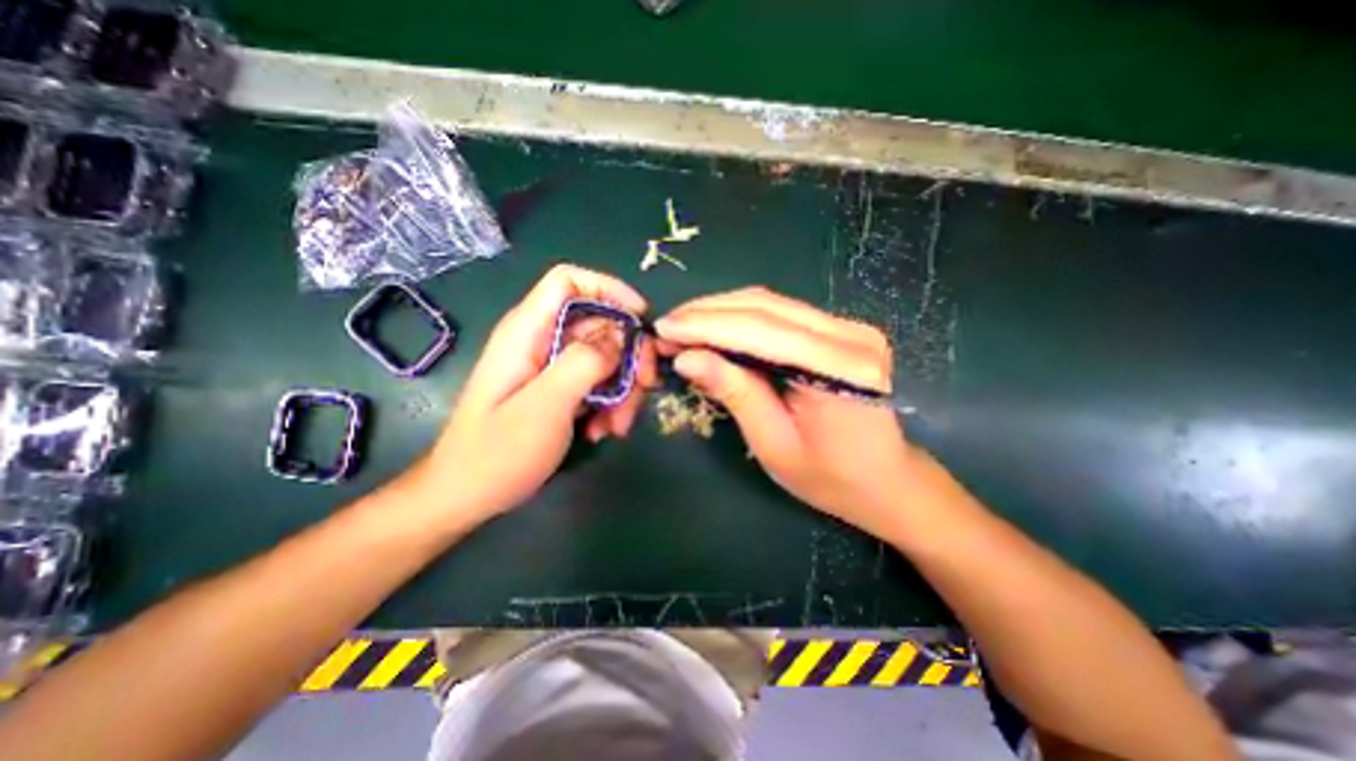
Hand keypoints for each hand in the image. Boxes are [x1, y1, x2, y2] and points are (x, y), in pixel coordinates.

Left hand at [423, 264, 660, 524]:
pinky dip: (610, 403)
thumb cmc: (497, 453)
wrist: (467, 496)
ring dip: (623, 388)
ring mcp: (551, 366)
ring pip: (605, 357)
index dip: (609, 289)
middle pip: (599, 324)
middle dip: (628, 353)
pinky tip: (604, 430)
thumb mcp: (546, 405)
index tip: (641, 318)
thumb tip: (622, 334)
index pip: (569, 281)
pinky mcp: (559, 389)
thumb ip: (585, 362)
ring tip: (618, 425)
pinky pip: (597, 382)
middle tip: (645, 386)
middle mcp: (541, 340)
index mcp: (528, 331)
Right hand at [654, 287, 921, 539]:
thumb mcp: (773, 443)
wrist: (884, 480)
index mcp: (842, 369)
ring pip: (771, 303)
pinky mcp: (840, 329)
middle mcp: (851, 335)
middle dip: (708, 312)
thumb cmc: (830, 478)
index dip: (706, 325)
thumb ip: (735, 392)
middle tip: (668, 325)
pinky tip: (715, 328)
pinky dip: (742, 318)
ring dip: (721, 311)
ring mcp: (849, 327)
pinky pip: (781, 314)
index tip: (664, 327)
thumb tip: (686, 358)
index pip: (761, 330)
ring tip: (684, 326)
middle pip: (766, 306)